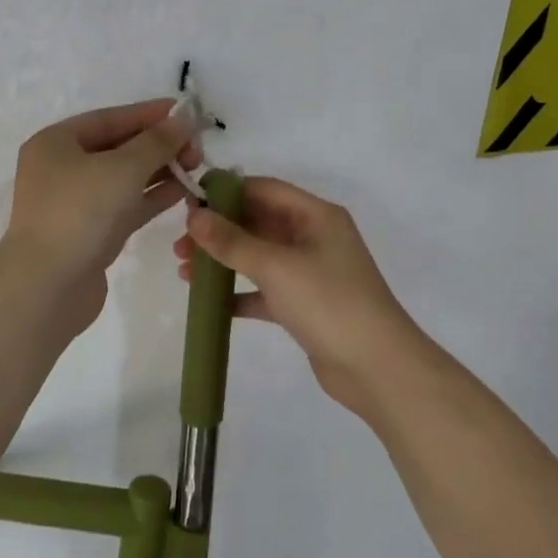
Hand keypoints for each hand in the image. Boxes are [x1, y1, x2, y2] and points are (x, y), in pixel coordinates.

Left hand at [1, 98, 200, 333]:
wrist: (48, 286)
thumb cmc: (81, 213)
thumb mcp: (123, 168)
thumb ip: (156, 142)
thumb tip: (182, 120)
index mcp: (56, 143)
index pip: (109, 118)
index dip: (148, 114)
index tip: (185, 112)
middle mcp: (61, 168)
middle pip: (117, 147)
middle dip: (157, 145)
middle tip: (196, 147)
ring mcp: (74, 203)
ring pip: (123, 178)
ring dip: (159, 171)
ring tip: (196, 166)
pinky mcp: (89, 233)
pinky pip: (125, 205)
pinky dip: (151, 197)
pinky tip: (183, 192)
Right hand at [175, 177, 429, 418]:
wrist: (377, 367)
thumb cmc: (328, 302)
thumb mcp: (275, 266)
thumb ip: (232, 241)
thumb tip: (194, 216)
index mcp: (316, 216)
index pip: (264, 189)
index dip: (225, 193)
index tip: (187, 205)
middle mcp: (314, 237)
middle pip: (258, 223)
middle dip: (218, 232)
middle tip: (180, 246)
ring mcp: (311, 273)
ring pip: (259, 257)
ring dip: (224, 262)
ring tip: (185, 273)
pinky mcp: (306, 306)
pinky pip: (266, 291)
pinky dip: (240, 294)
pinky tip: (212, 305)